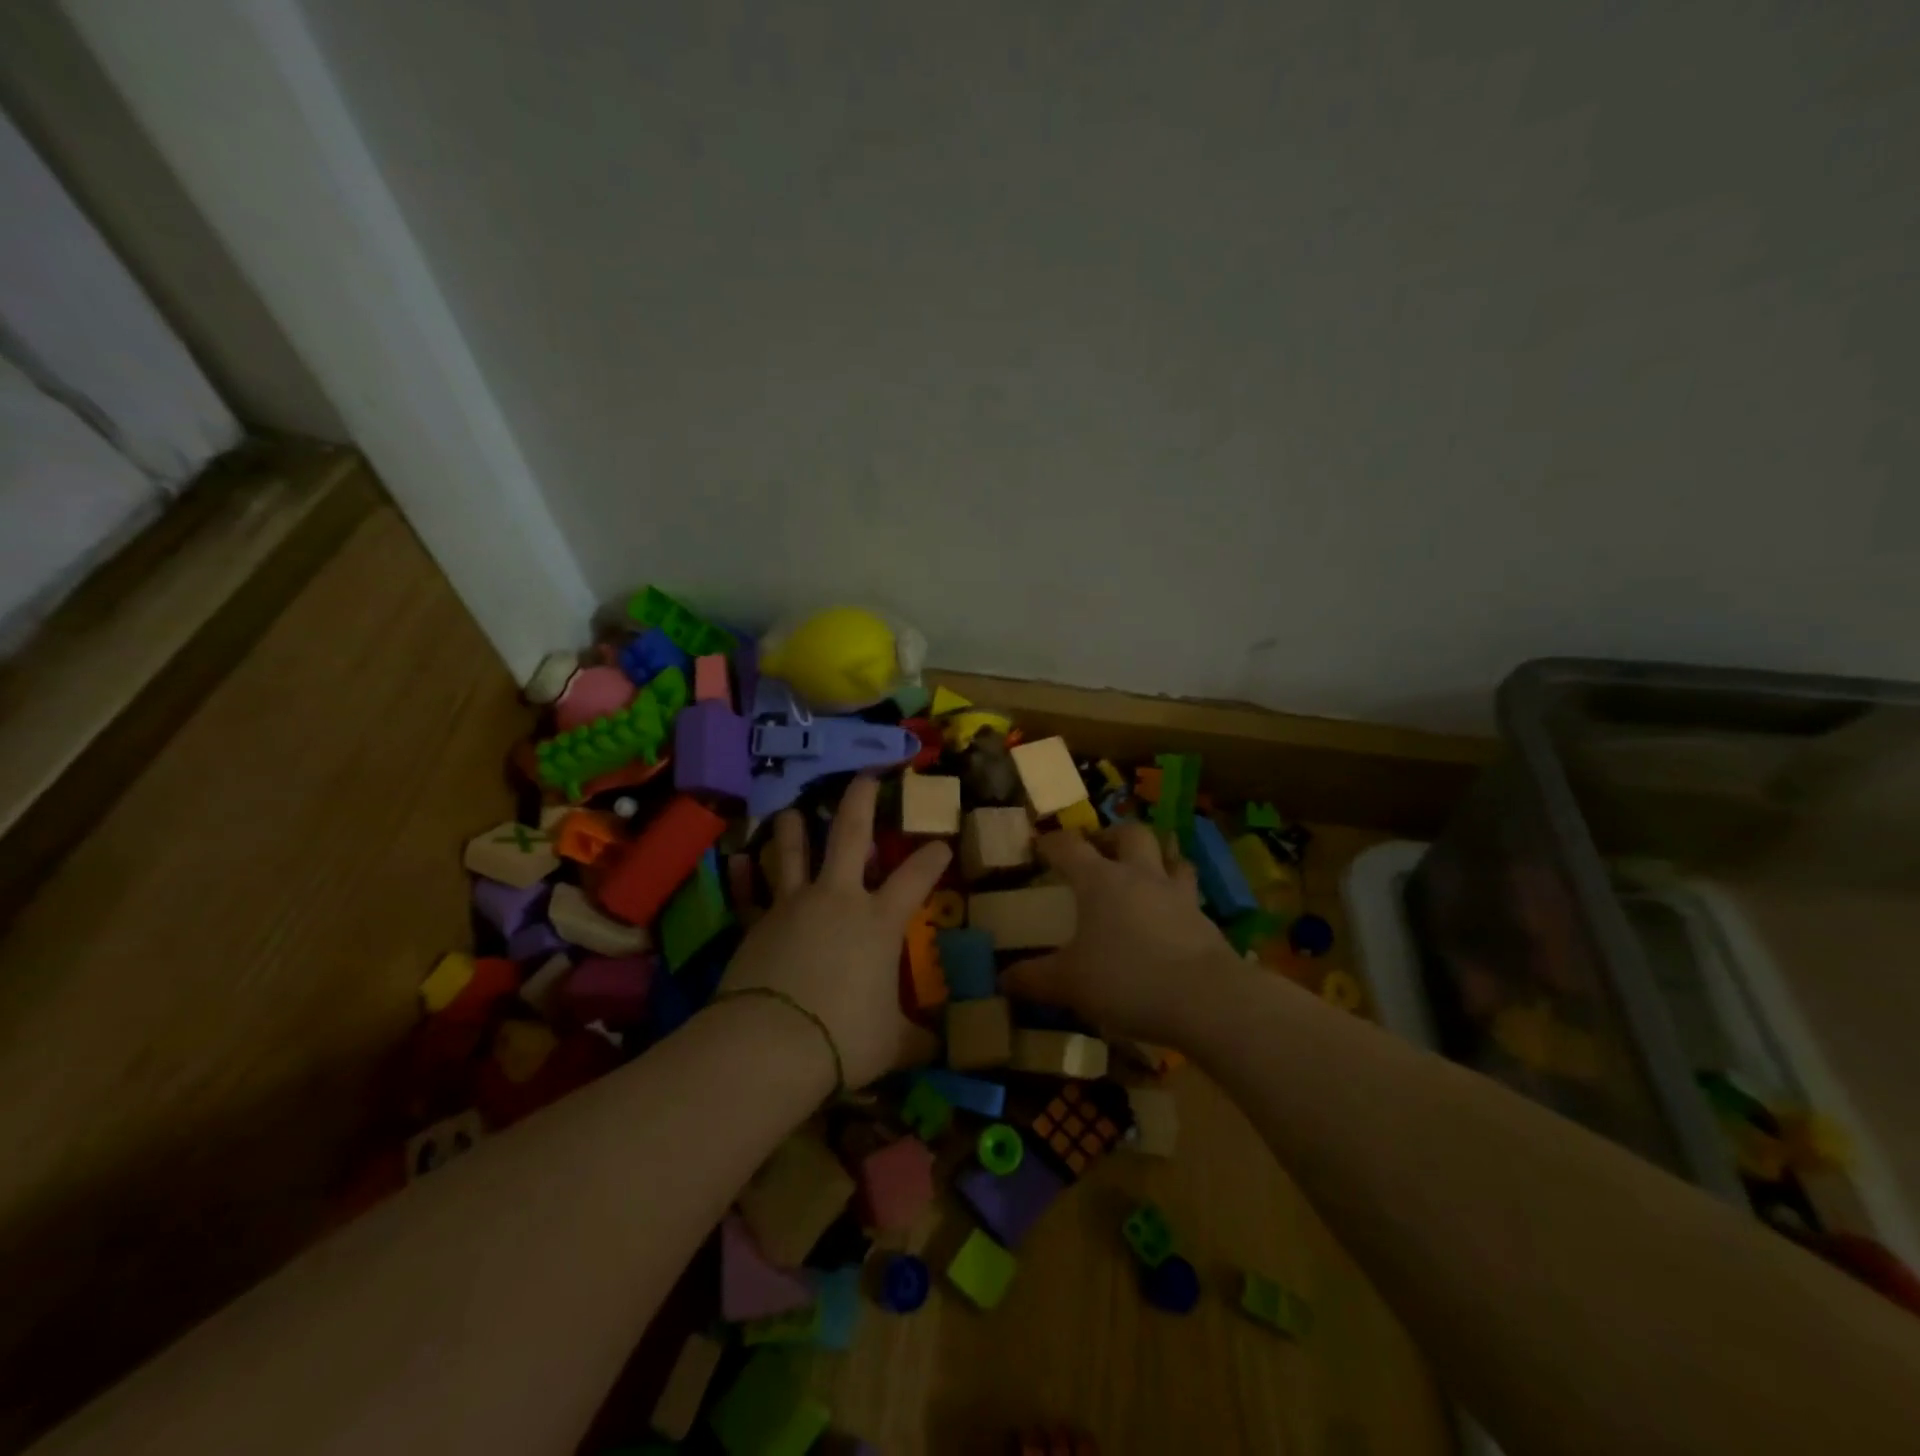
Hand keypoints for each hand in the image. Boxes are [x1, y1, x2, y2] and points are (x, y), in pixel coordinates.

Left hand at [716, 777, 947, 1087]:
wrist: (769, 1045)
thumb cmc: (844, 1038)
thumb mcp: (891, 1044)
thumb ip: (915, 1039)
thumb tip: (937, 1047)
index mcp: (879, 921)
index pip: (916, 877)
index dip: (933, 858)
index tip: (941, 845)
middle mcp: (838, 899)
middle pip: (850, 833)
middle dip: (861, 798)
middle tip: (865, 774)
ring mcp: (793, 905)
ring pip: (793, 852)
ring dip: (794, 828)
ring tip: (791, 810)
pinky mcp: (756, 923)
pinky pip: (751, 892)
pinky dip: (745, 876)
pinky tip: (738, 861)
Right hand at [1004, 823, 1244, 1045]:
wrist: (1206, 999)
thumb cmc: (1126, 979)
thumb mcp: (1070, 984)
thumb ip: (1034, 979)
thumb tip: (1002, 979)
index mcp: (1100, 880)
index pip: (1069, 847)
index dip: (1051, 842)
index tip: (1038, 845)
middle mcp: (1140, 876)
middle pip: (1130, 834)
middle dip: (1112, 836)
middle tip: (1099, 851)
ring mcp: (1177, 894)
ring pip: (1171, 857)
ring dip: (1157, 858)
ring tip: (1144, 873)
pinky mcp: (1205, 919)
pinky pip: (1190, 894)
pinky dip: (1177, 897)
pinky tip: (1170, 917)